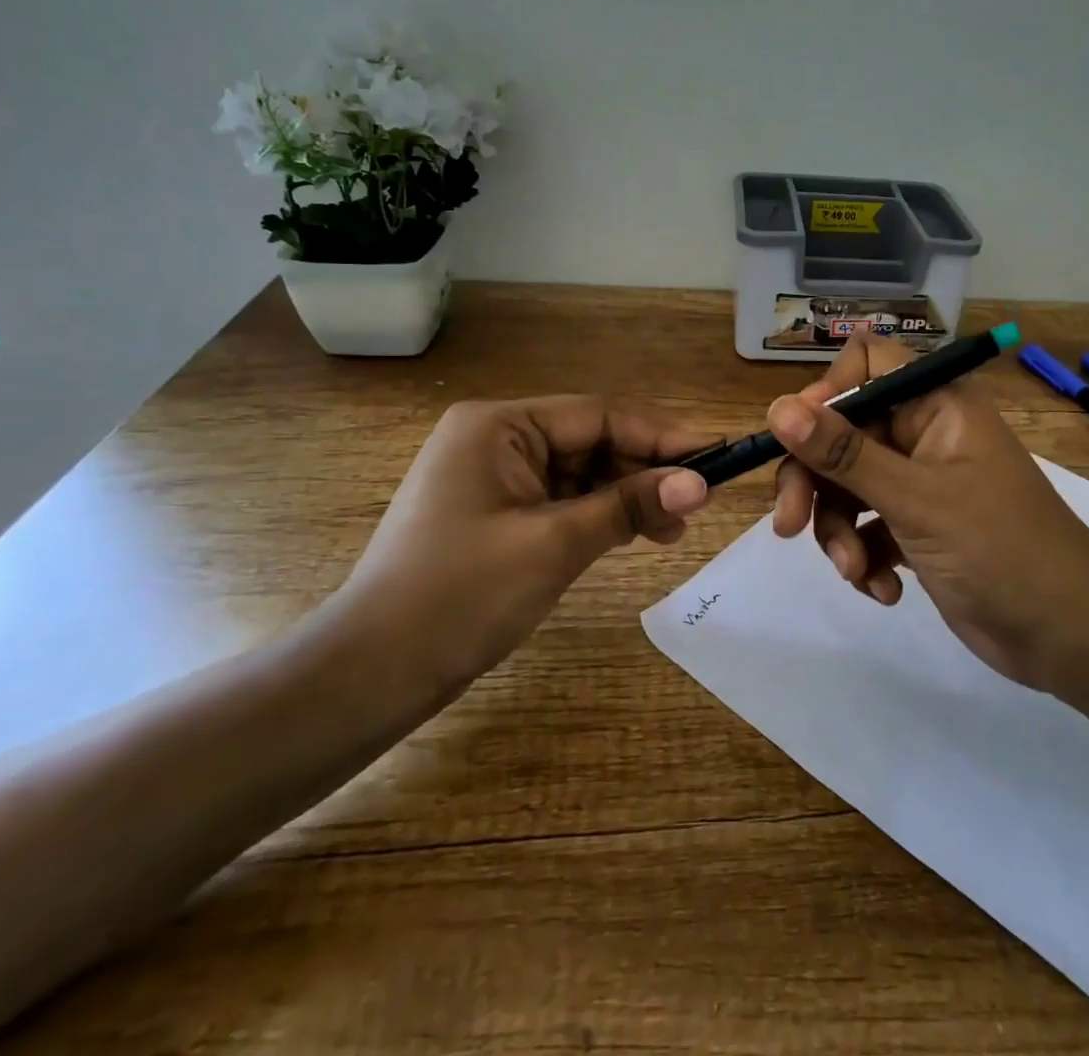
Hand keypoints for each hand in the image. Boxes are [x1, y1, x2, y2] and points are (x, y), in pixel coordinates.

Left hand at [327, 396, 711, 705]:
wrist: (371, 673)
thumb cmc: (460, 595)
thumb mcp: (555, 544)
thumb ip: (629, 506)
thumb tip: (701, 484)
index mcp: (499, 425)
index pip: (598, 415)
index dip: (661, 435)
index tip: (717, 452)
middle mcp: (496, 438)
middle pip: (591, 442)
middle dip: (645, 471)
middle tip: (701, 500)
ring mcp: (494, 476)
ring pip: (581, 473)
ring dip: (627, 496)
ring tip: (675, 529)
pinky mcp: (497, 512)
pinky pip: (562, 500)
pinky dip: (599, 516)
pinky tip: (637, 534)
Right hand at [768, 331, 1088, 688]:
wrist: (1068, 634)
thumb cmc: (999, 548)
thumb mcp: (914, 498)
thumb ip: (842, 453)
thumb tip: (776, 408)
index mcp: (936, 404)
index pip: (867, 363)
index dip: (825, 392)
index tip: (796, 436)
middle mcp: (924, 434)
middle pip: (842, 433)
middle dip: (813, 481)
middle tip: (788, 525)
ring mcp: (920, 482)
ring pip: (847, 486)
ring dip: (839, 531)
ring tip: (856, 572)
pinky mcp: (917, 528)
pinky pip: (866, 526)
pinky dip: (864, 557)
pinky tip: (882, 590)